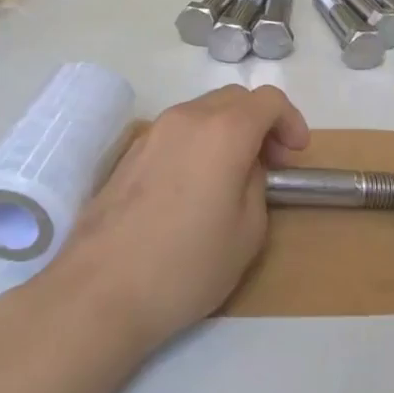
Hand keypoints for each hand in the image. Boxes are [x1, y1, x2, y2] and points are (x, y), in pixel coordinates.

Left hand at [47, 86, 307, 348]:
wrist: (98, 293)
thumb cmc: (186, 266)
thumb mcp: (248, 231)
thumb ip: (255, 184)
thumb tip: (243, 169)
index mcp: (224, 130)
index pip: (269, 99)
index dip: (291, 121)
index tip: (295, 156)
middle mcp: (187, 118)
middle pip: (235, 99)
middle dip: (260, 123)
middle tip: (270, 164)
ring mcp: (152, 133)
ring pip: (202, 112)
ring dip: (227, 131)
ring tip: (231, 176)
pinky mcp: (127, 154)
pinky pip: (176, 133)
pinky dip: (197, 144)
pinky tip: (192, 188)